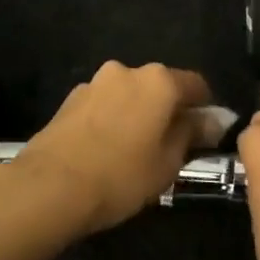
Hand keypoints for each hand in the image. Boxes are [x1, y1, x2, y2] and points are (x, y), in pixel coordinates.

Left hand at [20, 61, 216, 233]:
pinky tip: (107, 149)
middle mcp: (127, 71)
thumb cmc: (121, 175)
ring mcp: (94, 83)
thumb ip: (192, 134)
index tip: (206, 134)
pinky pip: (104, 105)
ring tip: (134, 150)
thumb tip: (210, 121)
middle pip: (160, 87)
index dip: (206, 108)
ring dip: (137, 114)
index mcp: (159, 81)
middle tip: (171, 145)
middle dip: (168, 110)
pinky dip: (112, 120)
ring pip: (129, 95)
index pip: (196, 85)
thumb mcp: (169, 162)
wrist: (49, 188)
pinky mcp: (69, 101)